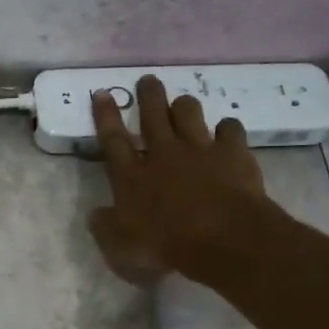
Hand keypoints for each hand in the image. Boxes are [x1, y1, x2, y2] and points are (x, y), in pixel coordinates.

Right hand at [88, 76, 280, 284]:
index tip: (102, 93)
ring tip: (183, 104)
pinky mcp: (232, 153)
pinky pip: (230, 128)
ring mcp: (199, 150)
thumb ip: (105, 228)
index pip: (113, 140)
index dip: (105, 116)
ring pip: (189, 112)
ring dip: (184, 106)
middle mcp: (163, 154)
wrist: (222, 239)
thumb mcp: (120, 248)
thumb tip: (95, 214)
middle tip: (148, 80)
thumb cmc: (165, 246)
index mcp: (131, 177)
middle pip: (153, 114)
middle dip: (149, 94)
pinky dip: (227, 129)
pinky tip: (227, 133)